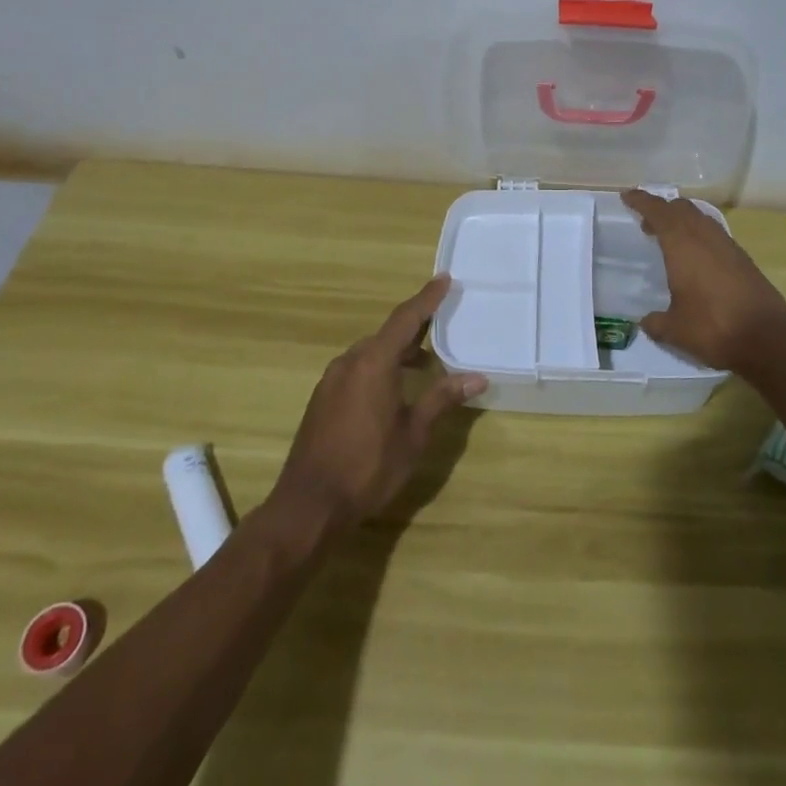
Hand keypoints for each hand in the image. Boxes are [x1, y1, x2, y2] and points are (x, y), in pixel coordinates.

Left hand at [269, 276, 484, 532]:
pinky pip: (357, 369)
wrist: (308, 506)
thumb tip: (477, 377)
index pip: (406, 318)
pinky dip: (379, 368)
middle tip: (442, 323)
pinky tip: (393, 390)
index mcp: (374, 362)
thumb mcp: (414, 434)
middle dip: (415, 327)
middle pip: (387, 334)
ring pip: (370, 353)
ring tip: (424, 363)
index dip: (427, 298)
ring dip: (397, 352)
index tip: (444, 279)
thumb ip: (442, 399)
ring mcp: (331, 381)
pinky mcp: (322, 400)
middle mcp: (350, 362)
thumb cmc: (368, 467)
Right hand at [621, 189, 785, 374]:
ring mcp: (728, 245)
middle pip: (681, 209)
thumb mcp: (675, 330)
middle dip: (663, 210)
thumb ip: (656, 323)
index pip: (658, 211)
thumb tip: (646, 322)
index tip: (628, 196)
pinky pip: (714, 235)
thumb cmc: (713, 327)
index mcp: (682, 244)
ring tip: (670, 241)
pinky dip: (699, 236)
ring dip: (683, 222)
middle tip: (647, 224)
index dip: (642, 201)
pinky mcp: (743, 259)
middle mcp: (705, 236)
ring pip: (701, 219)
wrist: (768, 338)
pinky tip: (696, 259)